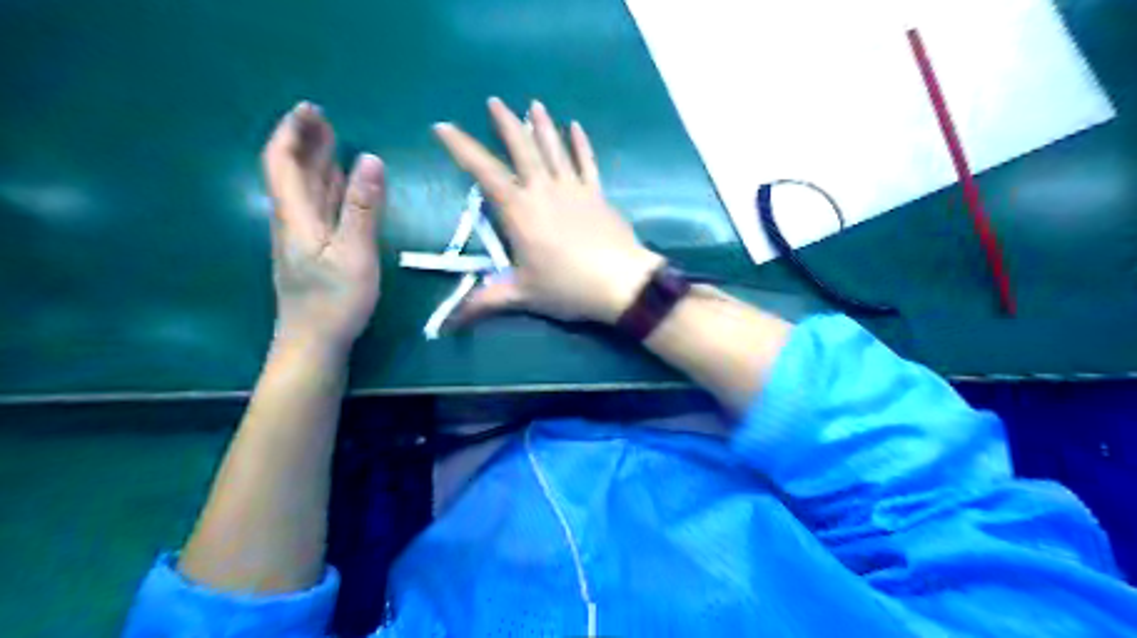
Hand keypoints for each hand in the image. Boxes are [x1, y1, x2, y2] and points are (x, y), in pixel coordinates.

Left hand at [261, 103, 385, 356]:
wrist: (314, 344)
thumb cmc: (334, 301)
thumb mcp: (354, 253)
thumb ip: (363, 207)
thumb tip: (371, 158)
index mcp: (296, 215)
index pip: (283, 161)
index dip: (292, 132)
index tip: (312, 108)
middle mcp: (293, 220)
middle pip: (292, 172)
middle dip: (305, 141)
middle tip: (325, 118)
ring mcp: (303, 237)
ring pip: (306, 190)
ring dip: (316, 162)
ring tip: (333, 141)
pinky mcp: (314, 251)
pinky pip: (319, 208)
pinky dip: (329, 188)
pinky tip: (341, 186)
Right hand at [437, 98, 666, 327]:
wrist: (620, 282)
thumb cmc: (567, 287)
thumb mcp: (522, 296)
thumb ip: (484, 304)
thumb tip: (448, 326)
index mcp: (519, 211)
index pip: (484, 172)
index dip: (462, 148)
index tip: (443, 126)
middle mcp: (543, 191)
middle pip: (522, 149)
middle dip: (506, 124)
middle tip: (494, 101)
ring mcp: (574, 189)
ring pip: (554, 149)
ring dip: (542, 126)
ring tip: (534, 104)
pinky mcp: (597, 194)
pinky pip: (587, 163)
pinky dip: (581, 145)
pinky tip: (576, 128)